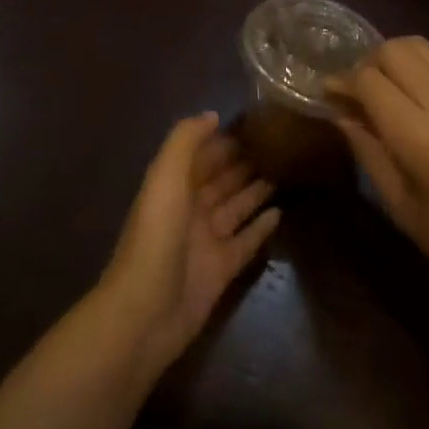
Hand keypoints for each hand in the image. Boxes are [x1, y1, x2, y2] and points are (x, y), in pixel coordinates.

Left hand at [96, 113, 280, 375]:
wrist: (145, 312)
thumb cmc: (156, 234)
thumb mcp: (166, 175)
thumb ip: (186, 140)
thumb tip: (213, 116)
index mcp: (173, 185)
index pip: (201, 155)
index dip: (221, 139)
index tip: (252, 123)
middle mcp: (190, 209)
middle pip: (220, 179)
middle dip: (242, 162)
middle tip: (276, 145)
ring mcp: (206, 241)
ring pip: (235, 207)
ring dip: (255, 190)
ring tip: (283, 171)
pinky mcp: (221, 270)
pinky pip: (245, 242)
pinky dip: (261, 228)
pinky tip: (280, 213)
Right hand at [326, 37, 428, 304]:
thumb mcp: (398, 203)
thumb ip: (366, 149)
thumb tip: (340, 112)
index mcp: (421, 137)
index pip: (370, 81)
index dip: (343, 82)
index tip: (328, 93)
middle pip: (395, 50)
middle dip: (367, 62)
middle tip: (356, 90)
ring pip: (421, 47)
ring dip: (394, 57)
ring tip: (383, 86)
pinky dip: (418, 69)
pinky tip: (412, 98)